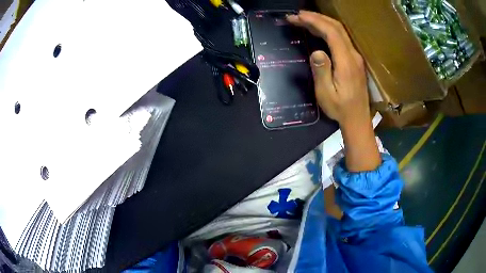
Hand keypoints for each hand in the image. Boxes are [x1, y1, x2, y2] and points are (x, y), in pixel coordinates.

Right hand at [288, 11, 380, 171]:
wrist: (357, 119)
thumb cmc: (340, 108)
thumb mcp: (326, 93)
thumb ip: (322, 71)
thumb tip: (316, 51)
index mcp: (346, 62)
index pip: (331, 32)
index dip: (314, 21)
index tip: (297, 17)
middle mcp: (353, 55)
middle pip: (337, 27)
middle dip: (316, 17)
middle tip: (297, 15)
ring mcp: (355, 57)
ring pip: (340, 31)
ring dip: (322, 22)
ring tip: (304, 20)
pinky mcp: (354, 60)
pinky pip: (341, 39)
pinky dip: (328, 30)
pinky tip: (318, 31)